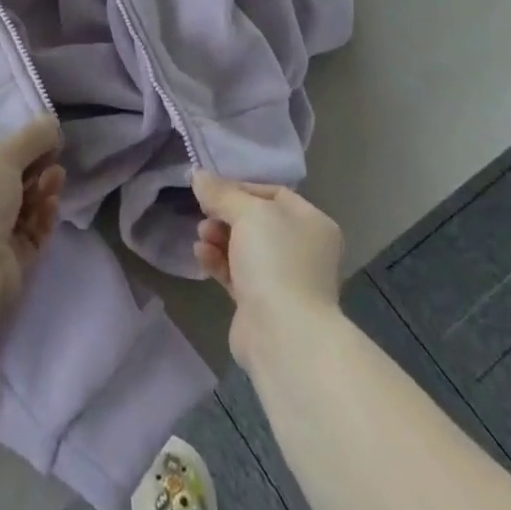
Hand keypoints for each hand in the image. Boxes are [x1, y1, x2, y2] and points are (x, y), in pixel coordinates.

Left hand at [0, 116, 65, 302]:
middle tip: (55, 160)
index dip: (19, 149)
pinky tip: (53, 205)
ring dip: (43, 191)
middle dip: (36, 170)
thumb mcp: (3, 157)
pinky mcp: (10, 261)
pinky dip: (44, 218)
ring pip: (24, 208)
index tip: (45, 141)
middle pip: (11, 183)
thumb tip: (52, 122)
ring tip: (57, 178)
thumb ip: (31, 138)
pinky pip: (32, 233)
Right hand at [192, 171, 342, 371]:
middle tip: (204, 214)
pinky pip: (236, 273)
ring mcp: (284, 279)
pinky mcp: (262, 303)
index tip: (212, 190)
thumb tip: (198, 174)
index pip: (273, 194)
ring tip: (201, 235)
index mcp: (312, 223)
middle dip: (226, 215)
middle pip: (256, 221)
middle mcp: (303, 249)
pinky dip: (218, 261)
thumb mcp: (248, 214)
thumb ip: (222, 193)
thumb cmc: (275, 261)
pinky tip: (200, 254)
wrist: (284, 335)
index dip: (240, 188)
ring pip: (245, 248)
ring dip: (219, 237)